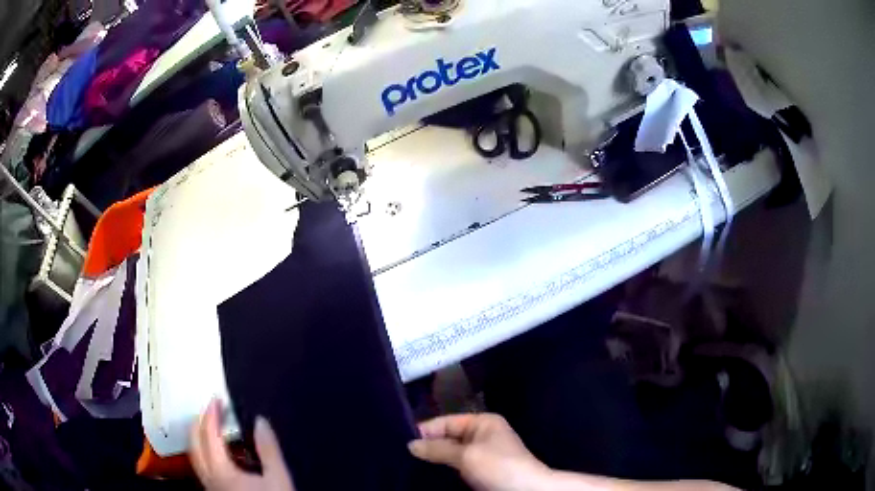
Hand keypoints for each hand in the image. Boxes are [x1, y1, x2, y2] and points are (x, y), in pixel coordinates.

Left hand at [190, 399, 294, 490]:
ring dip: (199, 436)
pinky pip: (202, 466)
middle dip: (199, 422)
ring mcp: (209, 486)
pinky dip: (205, 451)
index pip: (208, 435)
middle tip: (210, 409)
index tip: (217, 399)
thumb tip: (260, 421)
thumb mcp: (278, 478)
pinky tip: (219, 453)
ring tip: (212, 426)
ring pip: (194, 455)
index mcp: (222, 471)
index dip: (211, 414)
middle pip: (193, 443)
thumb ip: (268, 449)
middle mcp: (209, 477)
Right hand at [408, 413, 550, 490]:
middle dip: (428, 445)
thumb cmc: (498, 467)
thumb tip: (410, 444)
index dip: (426, 430)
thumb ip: (438, 449)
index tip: (402, 440)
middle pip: (448, 436)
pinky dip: (444, 467)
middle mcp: (482, 434)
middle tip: (403, 454)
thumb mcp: (466, 456)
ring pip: (451, 452)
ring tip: (410, 462)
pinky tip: (428, 472)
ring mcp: (482, 452)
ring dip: (435, 457)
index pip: (447, 421)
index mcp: (483, 422)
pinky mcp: (482, 469)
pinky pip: (457, 464)